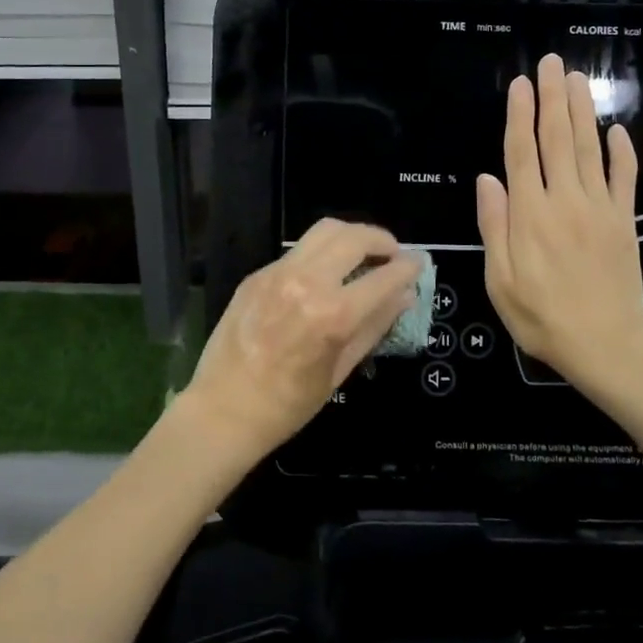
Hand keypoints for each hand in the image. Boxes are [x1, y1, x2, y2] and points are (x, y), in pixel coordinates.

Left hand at [180, 219, 420, 463]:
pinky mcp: (257, 274)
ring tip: (362, 254)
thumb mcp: (340, 370)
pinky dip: (320, 254)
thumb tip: (404, 296)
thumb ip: (374, 325)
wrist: (223, 410)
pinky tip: (324, 275)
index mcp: (332, 314)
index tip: (418, 263)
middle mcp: (306, 282)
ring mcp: (277, 273)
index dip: (407, 267)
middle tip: (392, 253)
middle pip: (353, 236)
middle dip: (381, 239)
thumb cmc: (288, 405)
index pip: (383, 276)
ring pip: (323, 231)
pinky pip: (297, 251)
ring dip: (351, 236)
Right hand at [476, 55, 642, 403]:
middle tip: (553, 63)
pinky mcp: (624, 221)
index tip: (521, 83)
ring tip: (577, 79)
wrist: (605, 348)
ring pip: (589, 148)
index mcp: (530, 214)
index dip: (520, 114)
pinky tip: (617, 129)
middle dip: (553, 98)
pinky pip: (624, 179)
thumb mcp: (500, 280)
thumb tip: (487, 179)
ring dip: (582, 111)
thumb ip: (495, 225)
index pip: (522, 151)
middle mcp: (565, 200)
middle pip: (557, 139)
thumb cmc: (541, 317)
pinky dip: (622, 152)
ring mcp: (600, 208)